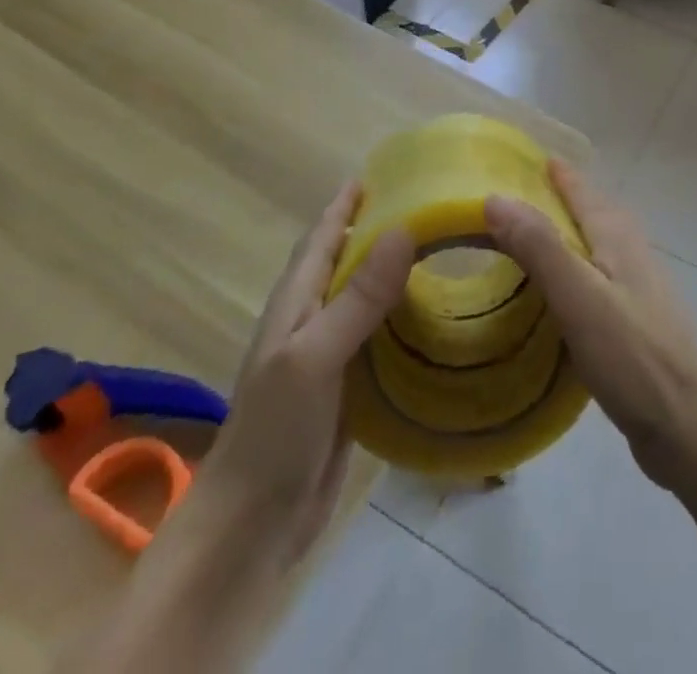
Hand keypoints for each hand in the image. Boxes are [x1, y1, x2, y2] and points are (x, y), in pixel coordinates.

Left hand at [201, 182, 412, 565]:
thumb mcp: (316, 355)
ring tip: (442, 250)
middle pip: (349, 260)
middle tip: (430, 206)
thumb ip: (359, 296)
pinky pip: (381, 337)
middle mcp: (314, 319)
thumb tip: (404, 228)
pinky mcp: (350, 387)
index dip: (348, 203)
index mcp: (298, 301)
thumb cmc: (275, 430)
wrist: (253, 525)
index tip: (386, 171)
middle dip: (380, 229)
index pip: (324, 235)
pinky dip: (404, 317)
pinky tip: (435, 315)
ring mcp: (331, 354)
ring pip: (368, 297)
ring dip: (397, 272)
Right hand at [484, 161, 696, 487]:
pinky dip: (579, 271)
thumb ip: (538, 246)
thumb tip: (495, 197)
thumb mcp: (577, 295)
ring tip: (539, 241)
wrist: (685, 425)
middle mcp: (633, 254)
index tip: (537, 158)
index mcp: (618, 239)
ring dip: (573, 235)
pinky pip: (601, 279)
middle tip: (528, 197)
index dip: (562, 175)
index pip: (585, 192)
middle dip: (568, 199)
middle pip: (597, 214)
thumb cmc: (629, 353)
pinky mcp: (638, 323)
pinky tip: (564, 296)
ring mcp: (640, 289)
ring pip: (601, 247)